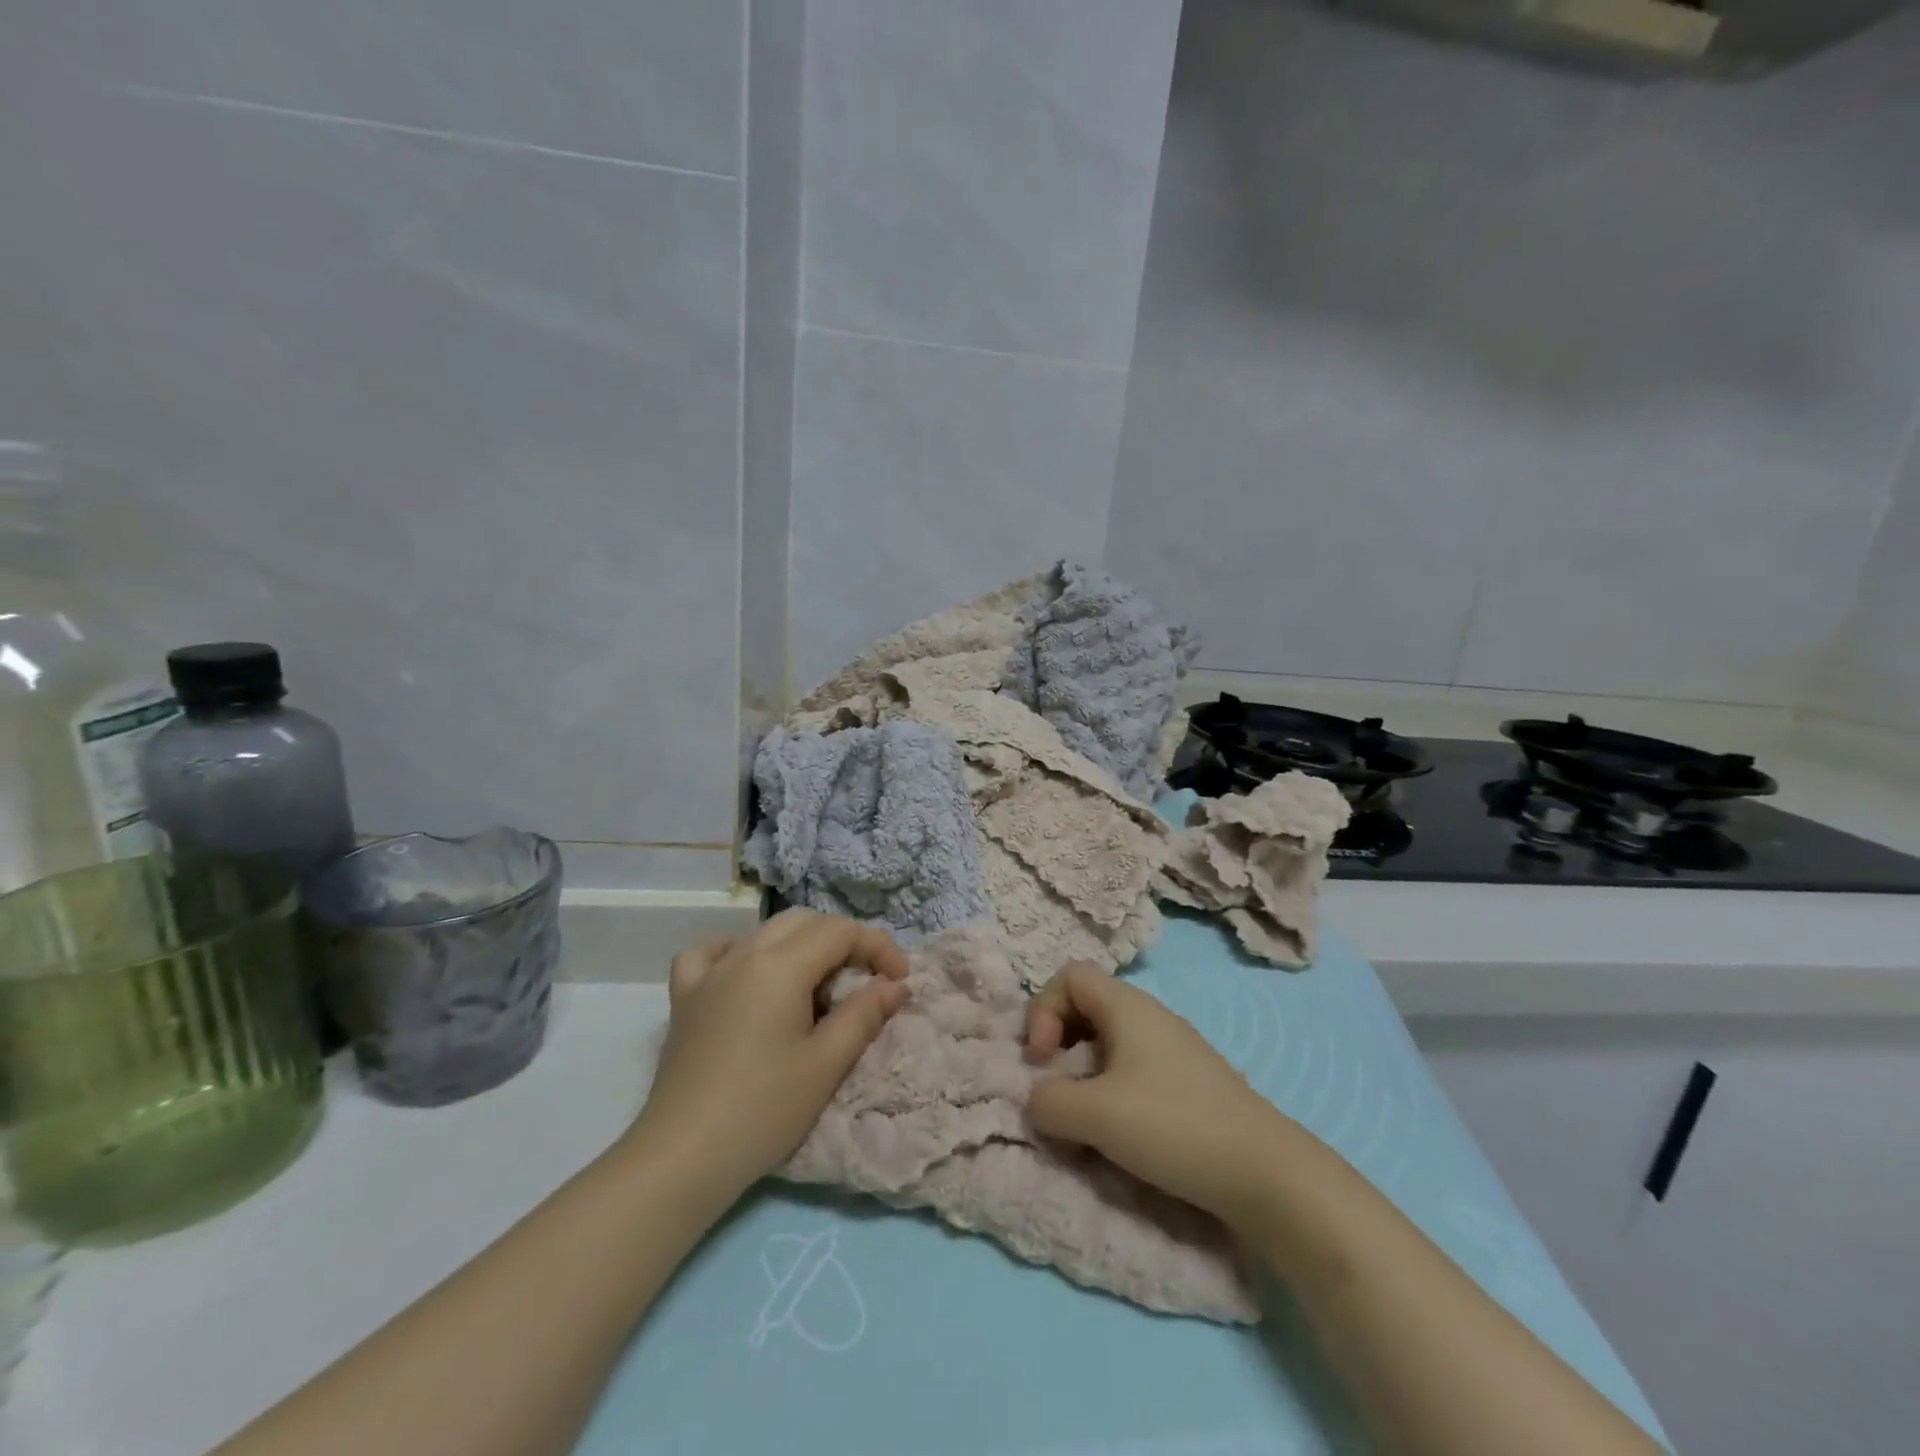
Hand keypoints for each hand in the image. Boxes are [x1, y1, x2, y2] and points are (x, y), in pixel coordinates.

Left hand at [628, 909, 908, 1202]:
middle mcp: (745, 953)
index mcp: (781, 965)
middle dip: (843, 942)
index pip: (841, 932)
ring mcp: (710, 972)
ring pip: (764, 931)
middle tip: (863, 982)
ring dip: (800, 944)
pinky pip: (712, 951)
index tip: (899, 981)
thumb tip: (895, 985)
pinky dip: (737, 950)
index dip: (878, 948)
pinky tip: (746, 972)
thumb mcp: (826, 1064)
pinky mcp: (685, 996)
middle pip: (806, 922)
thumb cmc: (763, 1110)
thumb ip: (864, 1014)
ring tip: (815, 985)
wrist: (683, 1156)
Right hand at [1024, 965, 1293, 1229]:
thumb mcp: (1096, 1114)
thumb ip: (1048, 1101)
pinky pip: (1131, 1069)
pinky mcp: (1186, 1083)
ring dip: (1082, 1073)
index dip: (1043, 1010)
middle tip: (1053, 1085)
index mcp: (1127, 1006)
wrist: (1266, 1172)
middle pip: (1086, 1007)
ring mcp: (1171, 1049)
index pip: (1069, 977)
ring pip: (1107, 1042)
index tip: (1042, 1059)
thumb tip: (1037, 1099)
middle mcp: (1149, 1017)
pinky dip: (1109, 1091)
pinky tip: (1116, 1132)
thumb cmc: (1174, 1126)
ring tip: (1081, 1117)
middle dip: (1058, 1043)